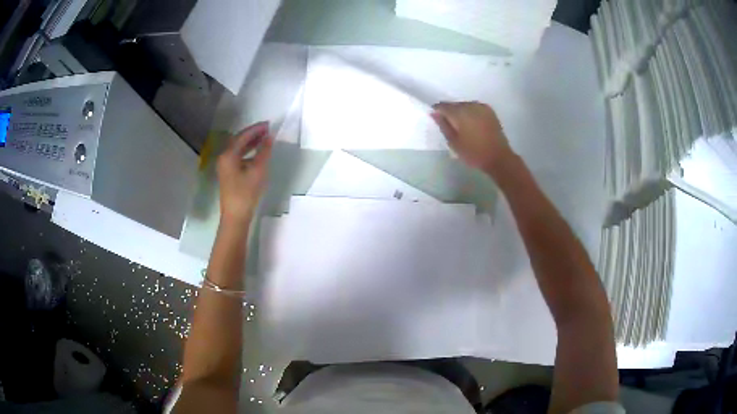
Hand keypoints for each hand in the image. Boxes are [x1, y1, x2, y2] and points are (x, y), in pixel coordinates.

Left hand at [217, 122, 272, 223]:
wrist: (235, 216)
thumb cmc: (246, 194)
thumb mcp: (258, 171)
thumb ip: (264, 152)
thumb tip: (269, 138)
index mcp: (228, 155)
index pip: (243, 136)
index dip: (256, 129)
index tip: (269, 124)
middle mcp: (224, 157)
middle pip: (238, 140)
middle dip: (253, 134)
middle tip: (267, 129)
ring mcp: (225, 166)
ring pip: (238, 148)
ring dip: (250, 142)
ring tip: (264, 138)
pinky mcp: (228, 173)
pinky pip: (238, 156)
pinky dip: (248, 152)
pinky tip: (257, 153)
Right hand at [431, 101, 513, 174]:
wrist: (499, 158)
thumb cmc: (474, 153)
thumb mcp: (454, 142)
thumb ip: (443, 125)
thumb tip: (434, 113)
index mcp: (460, 112)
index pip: (443, 106)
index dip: (438, 112)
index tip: (438, 122)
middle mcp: (470, 105)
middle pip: (454, 105)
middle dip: (450, 113)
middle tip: (450, 127)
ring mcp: (481, 106)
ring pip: (465, 105)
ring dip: (461, 113)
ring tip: (462, 127)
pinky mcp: (490, 111)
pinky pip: (474, 108)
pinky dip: (471, 113)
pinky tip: (472, 124)